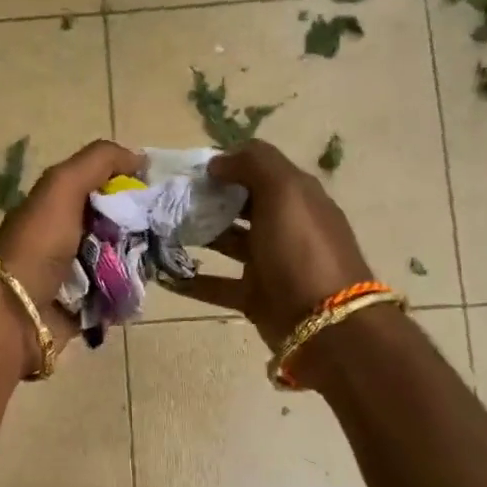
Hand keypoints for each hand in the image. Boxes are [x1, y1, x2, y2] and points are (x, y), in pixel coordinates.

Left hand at [0, 139, 144, 351]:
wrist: (17, 311)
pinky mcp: (84, 307)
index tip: (159, 191)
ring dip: (141, 260)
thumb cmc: (39, 244)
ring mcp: (74, 274)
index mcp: (56, 205)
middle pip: (116, 224)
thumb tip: (139, 157)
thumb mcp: (62, 186)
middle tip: (168, 229)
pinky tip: (146, 286)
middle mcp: (65, 236)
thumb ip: (98, 161)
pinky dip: (130, 291)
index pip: (102, 187)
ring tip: (163, 258)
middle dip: (141, 226)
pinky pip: (117, 294)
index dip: (130, 185)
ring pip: (121, 260)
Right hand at [174, 141, 374, 367]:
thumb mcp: (285, 192)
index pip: (258, 170)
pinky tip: (164, 274)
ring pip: (226, 243)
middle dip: (206, 200)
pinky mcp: (254, 296)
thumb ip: (253, 165)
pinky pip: (217, 284)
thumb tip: (218, 162)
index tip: (189, 170)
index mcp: (296, 197)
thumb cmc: (302, 250)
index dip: (226, 165)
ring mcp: (269, 263)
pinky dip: (192, 280)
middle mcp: (283, 226)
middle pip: (239, 205)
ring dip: (196, 235)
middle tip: (168, 200)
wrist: (326, 324)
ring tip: (160, 230)